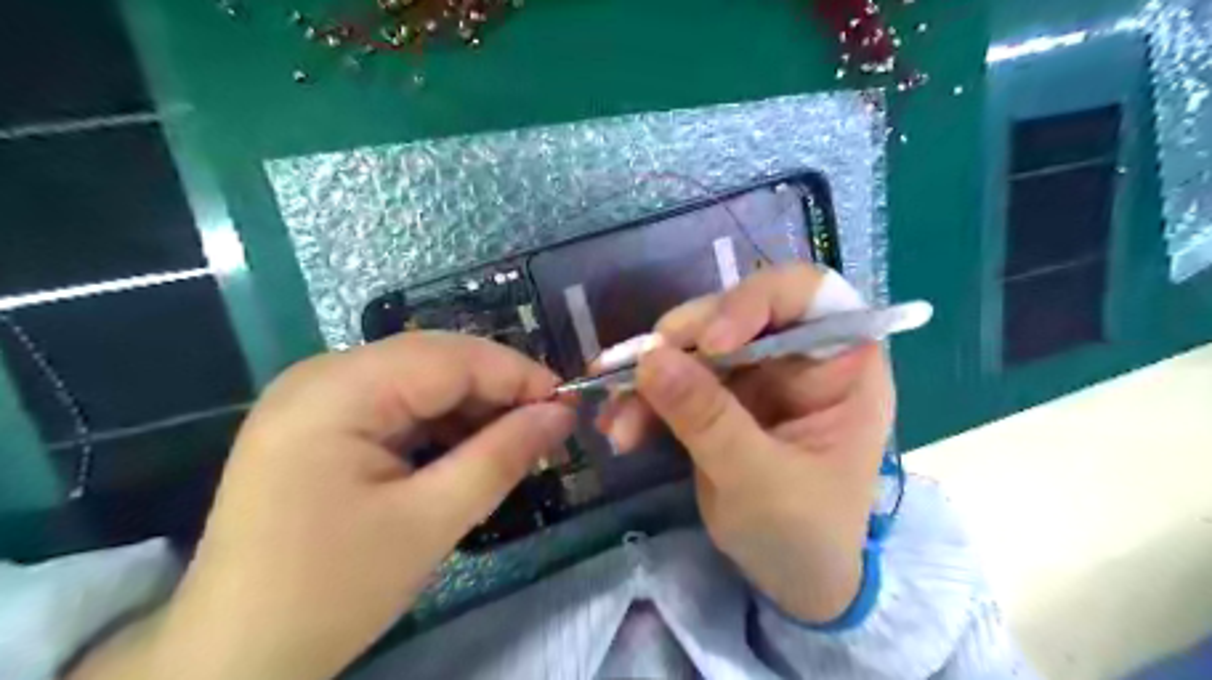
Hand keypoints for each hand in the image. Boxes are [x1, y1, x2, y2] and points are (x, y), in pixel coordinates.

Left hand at [73, 331, 572, 679]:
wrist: (229, 661)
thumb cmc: (330, 592)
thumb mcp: (431, 522)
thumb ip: (502, 457)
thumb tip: (561, 414)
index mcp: (338, 391)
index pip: (450, 357)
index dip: (517, 374)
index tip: (567, 404)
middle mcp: (321, 375)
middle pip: (434, 360)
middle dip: (496, 390)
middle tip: (546, 427)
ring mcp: (315, 398)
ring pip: (418, 380)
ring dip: (471, 407)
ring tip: (513, 443)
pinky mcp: (318, 423)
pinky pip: (396, 404)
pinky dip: (439, 423)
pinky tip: (465, 451)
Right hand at [598, 264, 891, 623]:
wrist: (790, 582)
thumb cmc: (805, 535)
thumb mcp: (760, 480)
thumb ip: (708, 419)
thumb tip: (649, 359)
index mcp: (841, 366)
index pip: (809, 293)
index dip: (756, 301)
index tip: (711, 342)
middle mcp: (797, 357)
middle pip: (736, 313)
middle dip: (683, 341)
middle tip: (638, 370)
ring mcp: (756, 375)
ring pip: (695, 346)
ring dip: (651, 376)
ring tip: (617, 420)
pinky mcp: (720, 398)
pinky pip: (676, 379)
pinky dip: (644, 399)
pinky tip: (620, 428)